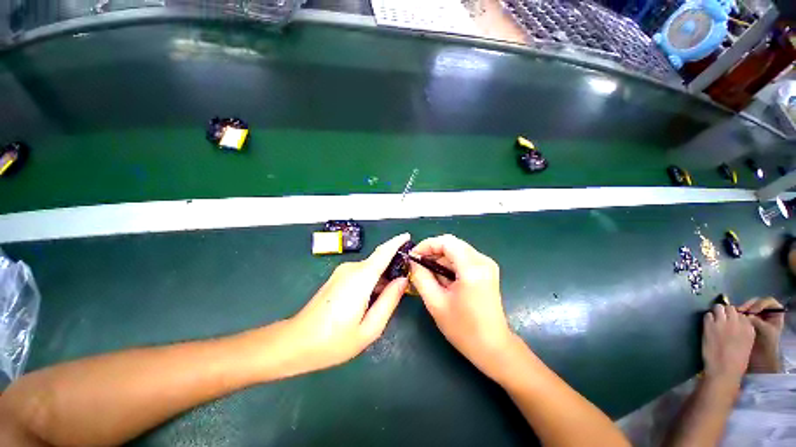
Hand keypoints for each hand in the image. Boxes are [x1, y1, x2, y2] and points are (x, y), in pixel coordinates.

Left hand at [286, 233, 410, 373]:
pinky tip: (372, 300)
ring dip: (382, 279)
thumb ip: (390, 301)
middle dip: (393, 269)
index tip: (408, 237)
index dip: (397, 242)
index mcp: (361, 278)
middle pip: (378, 262)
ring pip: (370, 270)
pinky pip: (361, 274)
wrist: (296, 342)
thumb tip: (403, 280)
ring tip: (389, 298)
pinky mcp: (337, 278)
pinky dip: (371, 282)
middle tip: (405, 286)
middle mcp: (351, 268)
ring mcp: (342, 272)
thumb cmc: (334, 341)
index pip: (383, 252)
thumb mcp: (370, 328)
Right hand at [409, 234, 514, 380]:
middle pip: (452, 244)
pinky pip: (463, 258)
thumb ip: (421, 277)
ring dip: (440, 258)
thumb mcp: (435, 303)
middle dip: (432, 252)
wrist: (493, 347)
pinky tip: (441, 278)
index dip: (427, 245)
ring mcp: (487, 264)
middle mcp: (483, 261)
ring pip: (456, 250)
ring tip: (427, 274)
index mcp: (472, 269)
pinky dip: (449, 264)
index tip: (413, 256)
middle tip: (417, 265)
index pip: (446, 242)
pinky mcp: (487, 270)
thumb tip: (413, 261)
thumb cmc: (463, 329)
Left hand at [702, 304, 754, 388]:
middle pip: (730, 308)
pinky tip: (708, 325)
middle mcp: (737, 322)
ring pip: (718, 307)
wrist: (724, 370)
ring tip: (714, 320)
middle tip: (722, 319)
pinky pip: (707, 315)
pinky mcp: (710, 325)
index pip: (742, 314)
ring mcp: (723, 322)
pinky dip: (707, 318)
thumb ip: (742, 331)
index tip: (731, 322)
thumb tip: (735, 323)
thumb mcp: (746, 344)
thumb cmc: (736, 362)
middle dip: (725, 312)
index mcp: (749, 328)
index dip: (735, 317)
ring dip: (716, 312)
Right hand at [738, 297, 784, 372]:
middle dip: (748, 306)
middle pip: (757, 303)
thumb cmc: (766, 344)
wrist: (761, 358)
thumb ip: (757, 321)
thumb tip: (746, 314)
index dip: (760, 303)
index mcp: (775, 314)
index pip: (768, 302)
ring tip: (736, 315)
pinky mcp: (748, 322)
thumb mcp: (765, 331)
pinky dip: (739, 315)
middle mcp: (767, 314)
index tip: (752, 311)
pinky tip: (734, 318)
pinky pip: (744, 314)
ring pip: (749, 308)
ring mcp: (757, 318)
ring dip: (742, 310)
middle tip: (740, 311)